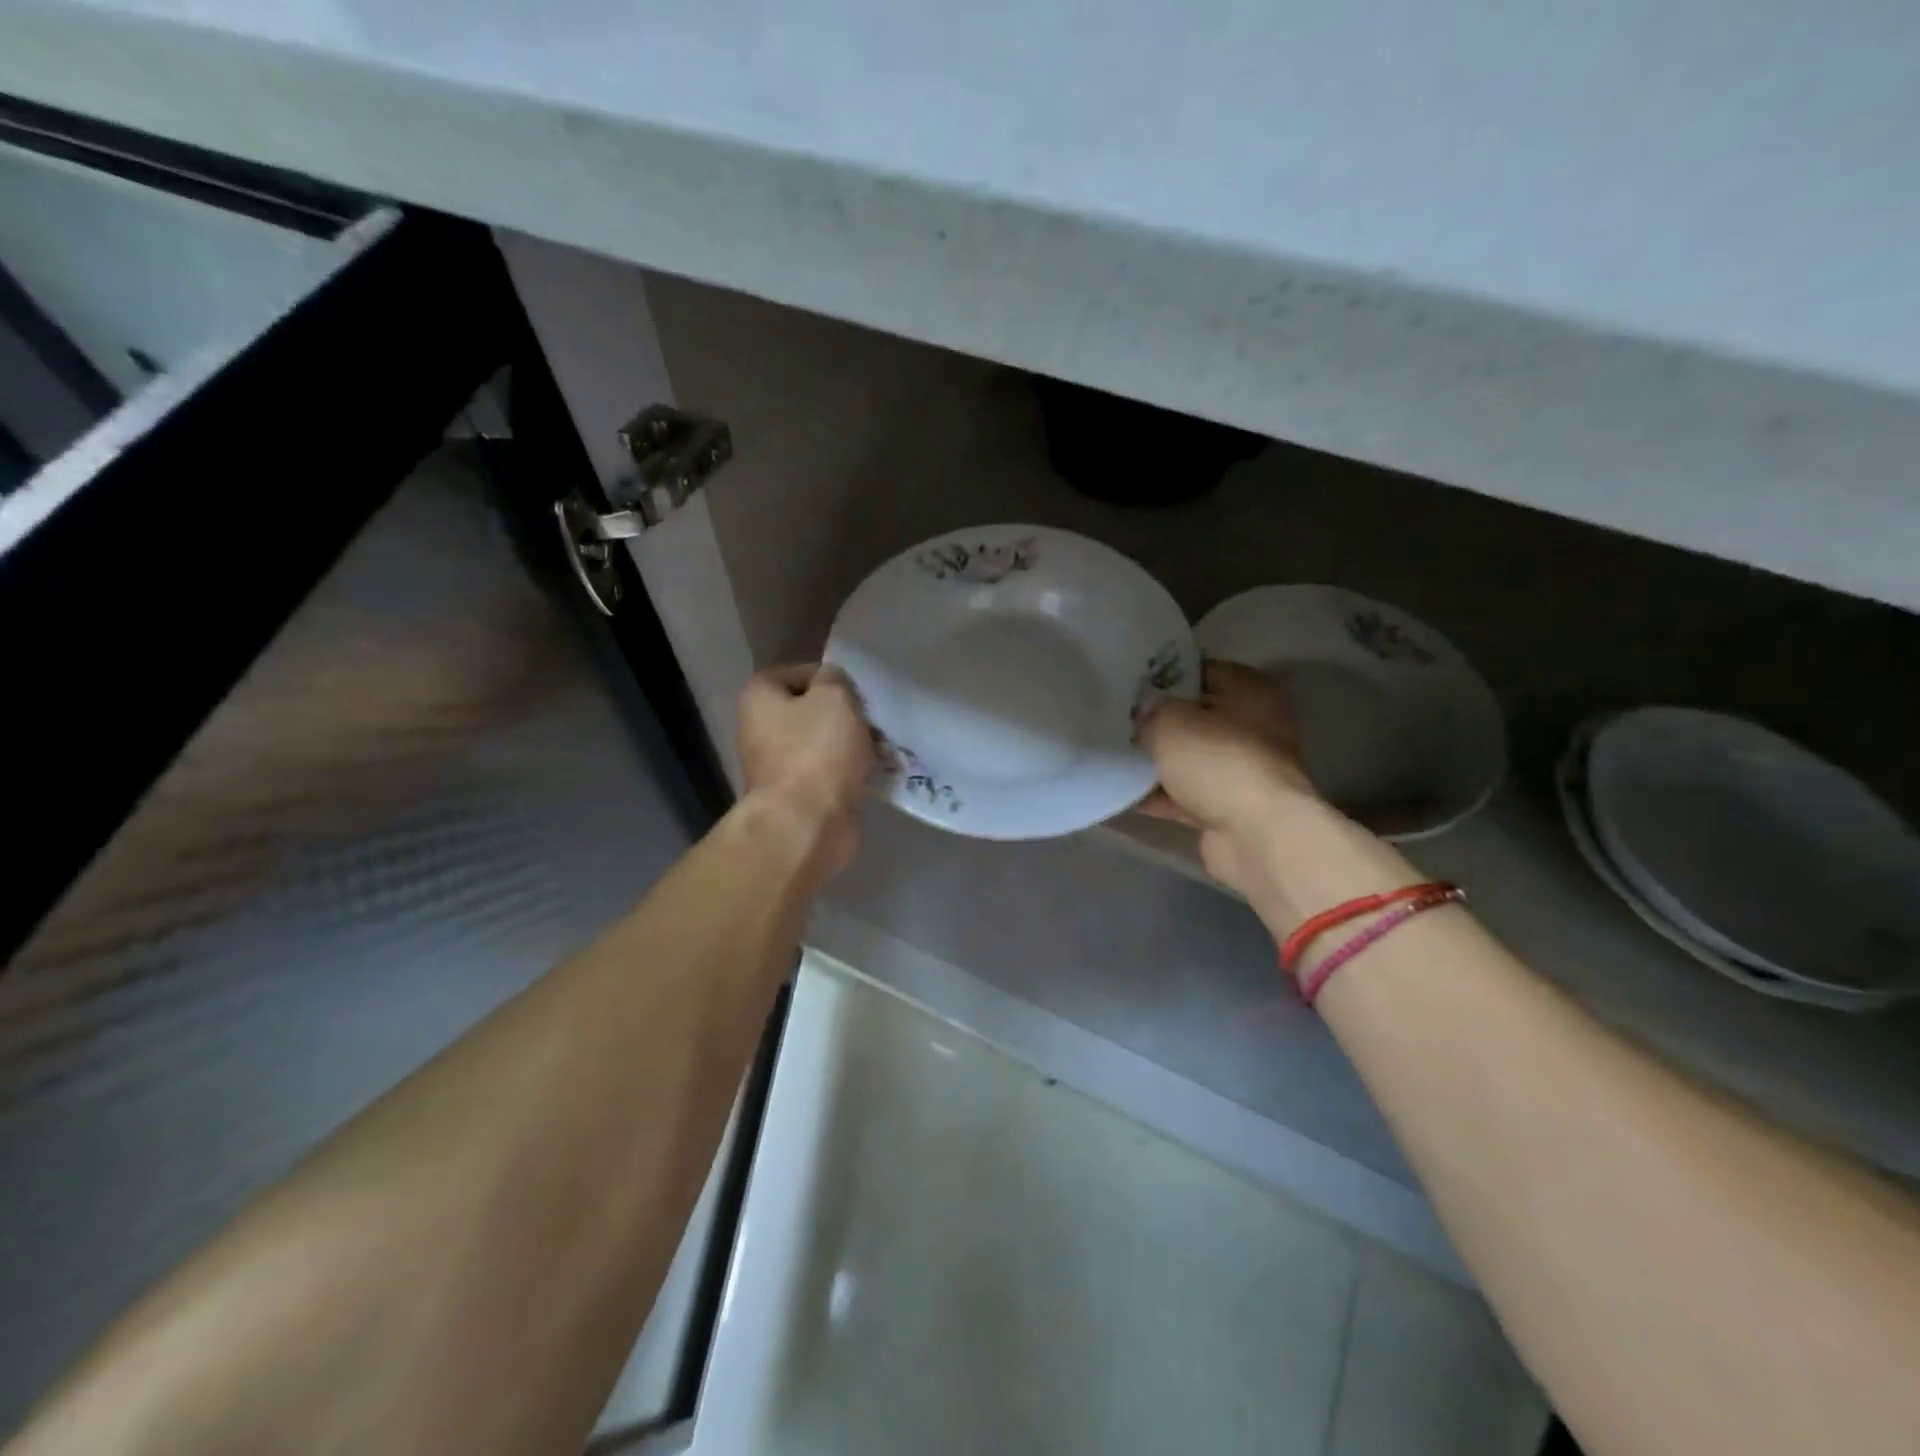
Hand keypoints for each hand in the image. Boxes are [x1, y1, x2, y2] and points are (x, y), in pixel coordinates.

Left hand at [737, 663, 874, 879]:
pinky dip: (850, 772)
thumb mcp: (834, 697)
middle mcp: (760, 730)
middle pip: (808, 710)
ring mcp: (778, 767)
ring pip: (822, 743)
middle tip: (871, 717)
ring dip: (850, 744)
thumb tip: (832, 684)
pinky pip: (830, 774)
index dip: (825, 675)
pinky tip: (875, 772)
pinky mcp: (799, 797)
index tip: (854, 688)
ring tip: (881, 745)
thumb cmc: (816, 751)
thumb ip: (835, 679)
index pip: (792, 672)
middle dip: (843, 713)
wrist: (807, 824)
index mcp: (759, 699)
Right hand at [1139, 660, 1414, 934]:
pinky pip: (1184, 794)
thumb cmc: (1217, 761)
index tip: (1125, 686)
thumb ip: (1147, 712)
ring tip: (1110, 756)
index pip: (1197, 671)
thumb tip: (1138, 720)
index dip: (1160, 677)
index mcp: (1250, 690)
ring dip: (1154, 761)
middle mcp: (1253, 725)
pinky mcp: (1229, 807)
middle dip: (1154, 722)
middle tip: (1114, 721)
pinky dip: (1158, 795)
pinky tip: (1121, 792)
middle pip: (1192, 717)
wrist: (1255, 836)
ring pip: (1187, 758)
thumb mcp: (1168, 720)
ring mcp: (1242, 770)